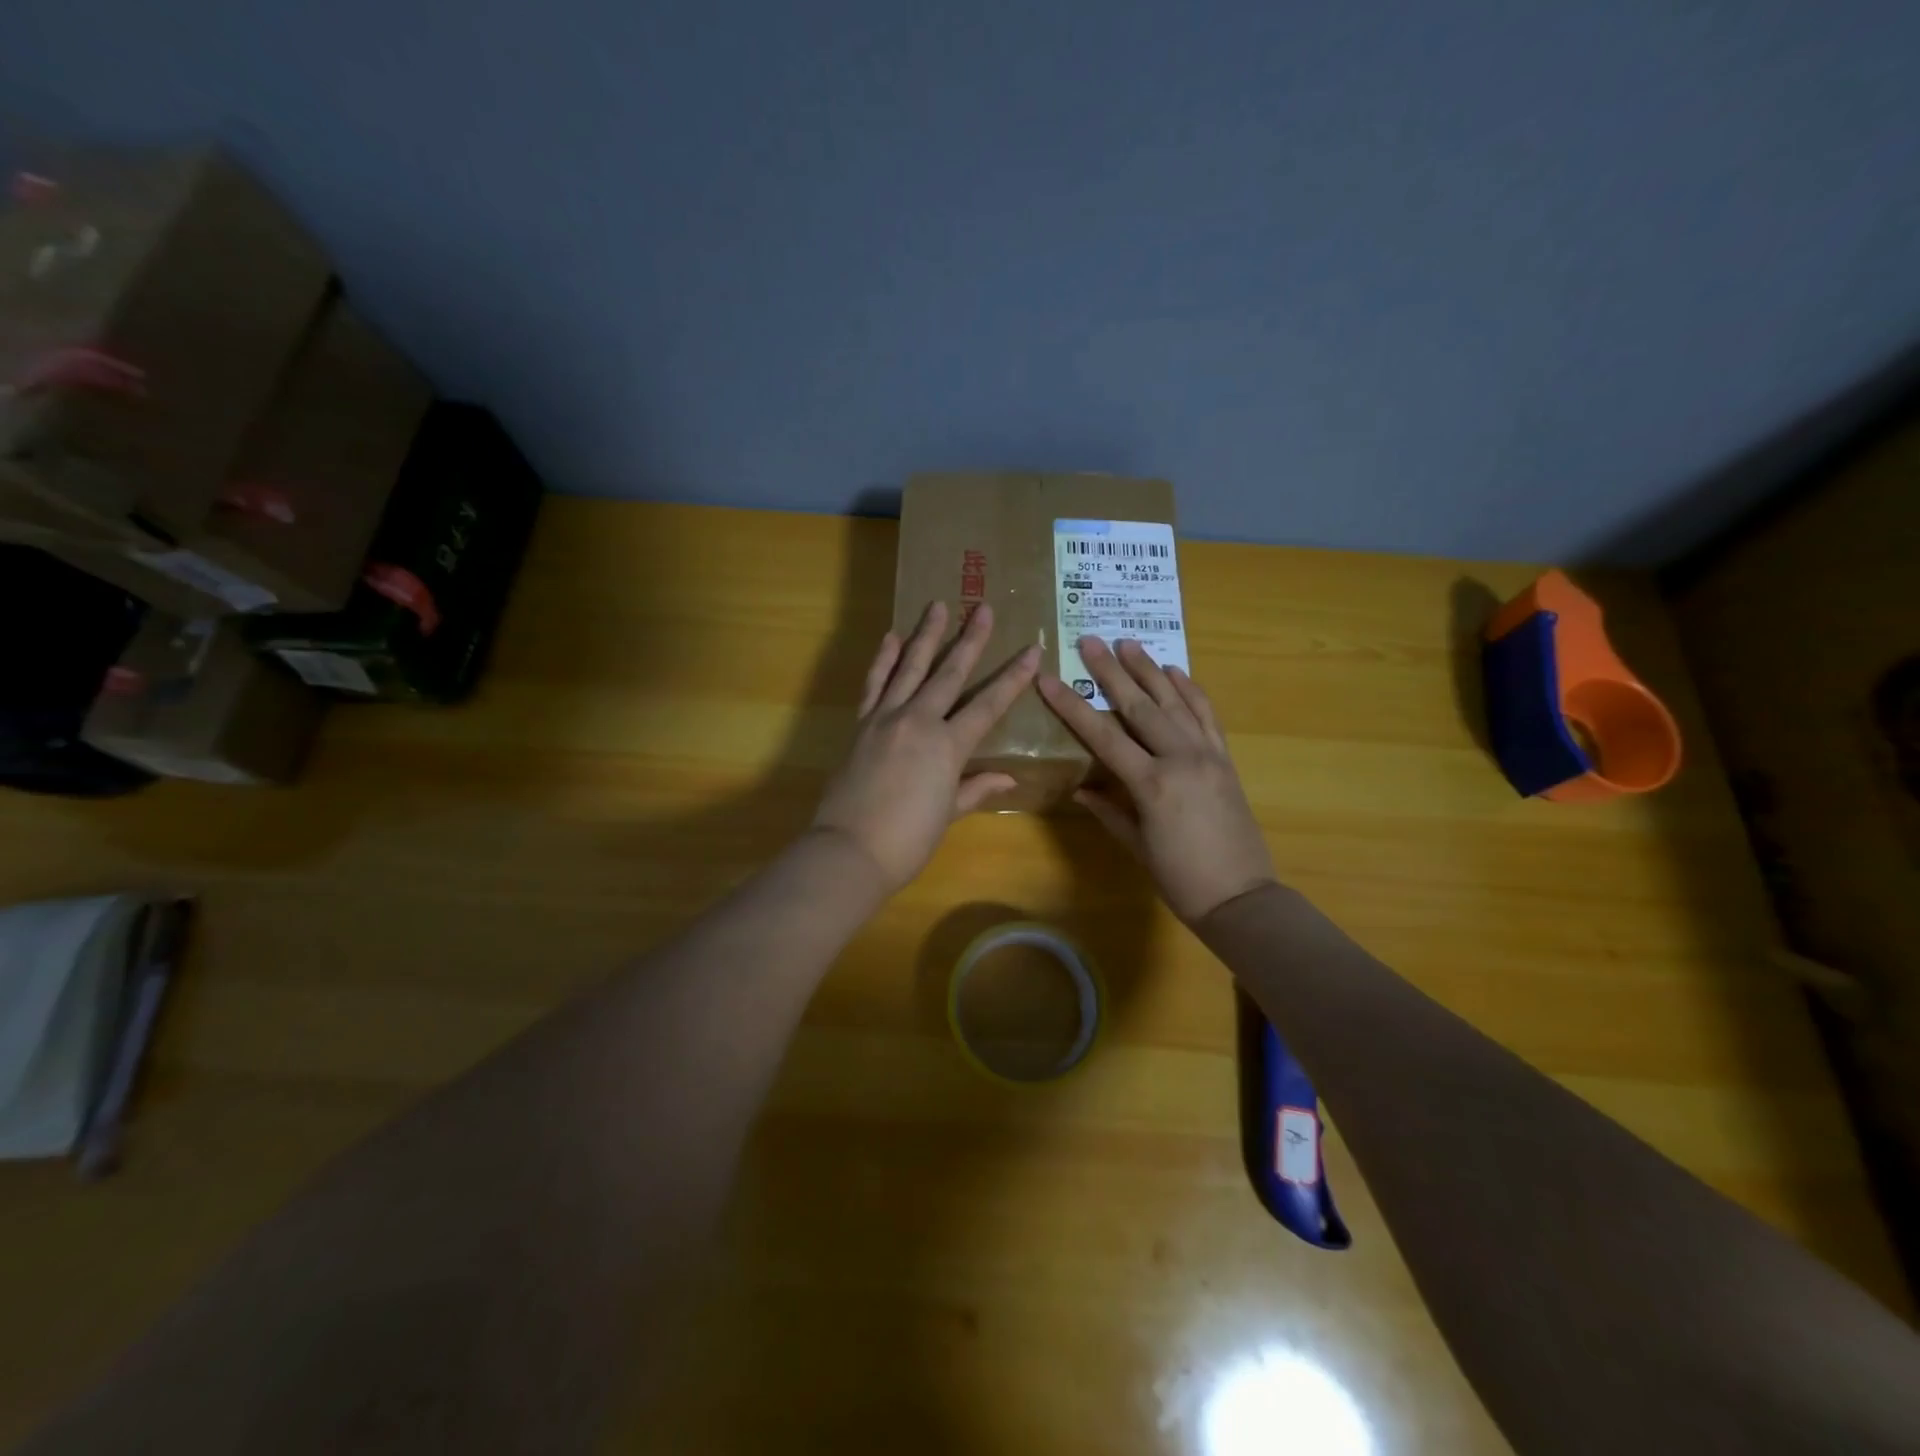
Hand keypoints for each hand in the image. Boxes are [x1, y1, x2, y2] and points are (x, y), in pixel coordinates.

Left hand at [813, 601, 1039, 892]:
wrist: (850, 850)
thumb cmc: (908, 840)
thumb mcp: (948, 814)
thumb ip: (976, 789)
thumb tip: (1008, 779)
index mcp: (948, 746)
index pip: (988, 704)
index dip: (1013, 678)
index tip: (1032, 649)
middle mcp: (919, 722)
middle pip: (949, 673)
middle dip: (970, 639)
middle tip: (983, 607)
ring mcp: (886, 719)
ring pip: (910, 668)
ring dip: (926, 635)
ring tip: (938, 605)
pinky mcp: (861, 725)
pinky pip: (875, 685)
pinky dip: (883, 660)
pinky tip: (891, 637)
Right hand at [1037, 637, 1275, 923]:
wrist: (1242, 897)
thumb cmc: (1181, 879)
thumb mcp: (1137, 846)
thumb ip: (1108, 811)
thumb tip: (1081, 789)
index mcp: (1151, 784)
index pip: (1102, 735)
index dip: (1072, 707)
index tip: (1048, 680)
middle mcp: (1180, 758)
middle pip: (1139, 705)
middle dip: (1111, 671)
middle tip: (1089, 640)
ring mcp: (1207, 754)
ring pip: (1174, 701)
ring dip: (1149, 669)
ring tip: (1128, 643)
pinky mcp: (1225, 758)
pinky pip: (1206, 715)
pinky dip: (1190, 690)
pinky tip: (1174, 671)